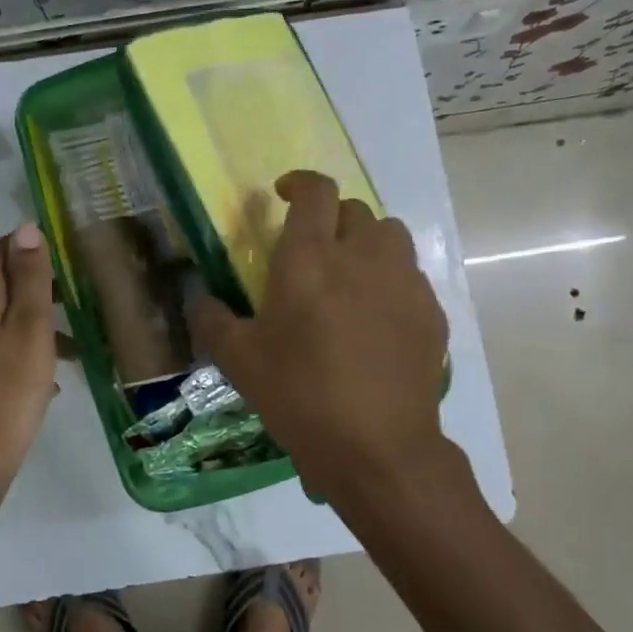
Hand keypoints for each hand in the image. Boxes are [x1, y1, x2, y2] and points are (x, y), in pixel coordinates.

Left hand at [0, 223, 56, 506]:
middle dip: (37, 287)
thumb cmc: (10, 389)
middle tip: (78, 300)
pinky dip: (21, 350)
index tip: (66, 257)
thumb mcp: (30, 327)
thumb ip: (29, 277)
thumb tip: (26, 228)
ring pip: (0, 318)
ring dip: (34, 323)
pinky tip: (48, 379)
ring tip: (74, 345)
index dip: (30, 246)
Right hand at [191, 172, 453, 505]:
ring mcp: (404, 283)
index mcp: (310, 259)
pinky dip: (391, 281)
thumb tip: (201, 300)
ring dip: (367, 243)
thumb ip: (212, 320)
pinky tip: (378, 319)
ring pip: (390, 235)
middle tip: (313, 249)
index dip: (299, 183)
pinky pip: (411, 277)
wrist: (377, 449)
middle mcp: (362, 257)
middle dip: (331, 218)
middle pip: (355, 210)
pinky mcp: (431, 313)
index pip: (315, 191)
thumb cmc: (299, 395)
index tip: (284, 196)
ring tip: (350, 276)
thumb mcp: (238, 361)